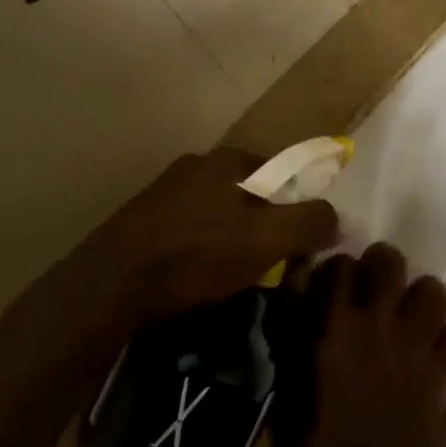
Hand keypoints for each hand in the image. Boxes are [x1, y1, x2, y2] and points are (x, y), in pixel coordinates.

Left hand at [36, 147, 340, 364]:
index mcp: (230, 159)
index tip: (303, 243)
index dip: (301, 205)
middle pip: (253, 193)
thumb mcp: (267, 239)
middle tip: (273, 265)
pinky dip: (204, 250)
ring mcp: (166, 192)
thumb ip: (311, 222)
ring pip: (221, 213)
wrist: (108, 287)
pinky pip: (191, 230)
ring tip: (236, 278)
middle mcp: (198, 165)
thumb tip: (337, 218)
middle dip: (268, 225)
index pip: (285, 172)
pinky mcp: (142, 221)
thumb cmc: (197, 255)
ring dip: (235, 240)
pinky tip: (199, 278)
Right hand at [274, 243, 445, 446]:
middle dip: (381, 270)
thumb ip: (295, 341)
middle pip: (389, 260)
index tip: (332, 288)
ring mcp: (416, 348)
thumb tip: (300, 300)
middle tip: (375, 294)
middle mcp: (376, 325)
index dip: (335, 273)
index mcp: (329, 328)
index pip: (337, 265)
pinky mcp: (444, 376)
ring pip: (434, 290)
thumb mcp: (285, 397)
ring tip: (409, 323)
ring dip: (421, 301)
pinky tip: (431, 361)